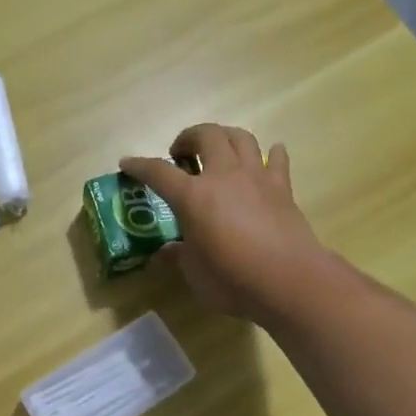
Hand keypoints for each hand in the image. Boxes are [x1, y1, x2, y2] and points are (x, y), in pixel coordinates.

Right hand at [120, 124, 327, 322]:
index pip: (159, 172)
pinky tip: (268, 157)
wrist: (288, 280)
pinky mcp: (282, 188)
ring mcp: (256, 177)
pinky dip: (270, 154)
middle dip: (188, 137)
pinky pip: (276, 160)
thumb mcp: (194, 273)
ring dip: (225, 136)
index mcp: (193, 197)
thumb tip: (162, 254)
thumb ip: (177, 257)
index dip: (140, 166)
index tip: (127, 163)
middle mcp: (224, 176)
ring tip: (218, 150)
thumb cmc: (232, 279)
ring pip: (241, 137)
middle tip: (180, 154)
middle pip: (206, 135)